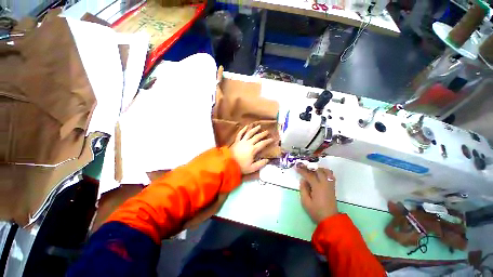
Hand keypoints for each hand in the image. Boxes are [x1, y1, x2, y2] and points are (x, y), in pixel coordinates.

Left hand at [231, 125, 273, 173]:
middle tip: (267, 131)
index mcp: (253, 149)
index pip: (262, 143)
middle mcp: (248, 143)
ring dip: (254, 129)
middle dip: (263, 134)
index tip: (272, 139)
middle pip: (257, 137)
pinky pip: (240, 134)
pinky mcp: (236, 141)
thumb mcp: (252, 168)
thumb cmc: (240, 167)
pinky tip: (246, 126)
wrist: (227, 164)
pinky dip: (243, 130)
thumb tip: (267, 160)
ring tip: (259, 126)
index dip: (268, 141)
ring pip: (249, 133)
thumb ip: (260, 164)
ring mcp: (242, 141)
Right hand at [297, 164, 337, 223]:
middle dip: (310, 167)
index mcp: (318, 187)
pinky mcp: (332, 187)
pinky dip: (325, 172)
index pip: (309, 175)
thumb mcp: (305, 202)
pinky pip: (330, 176)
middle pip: (318, 171)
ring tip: (312, 169)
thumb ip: (303, 189)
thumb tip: (303, 180)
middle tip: (303, 167)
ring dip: (319, 169)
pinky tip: (320, 174)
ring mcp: (330, 185)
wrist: (330, 219)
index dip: (302, 171)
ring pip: (327, 171)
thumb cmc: (316, 211)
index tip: (297, 168)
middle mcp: (325, 184)